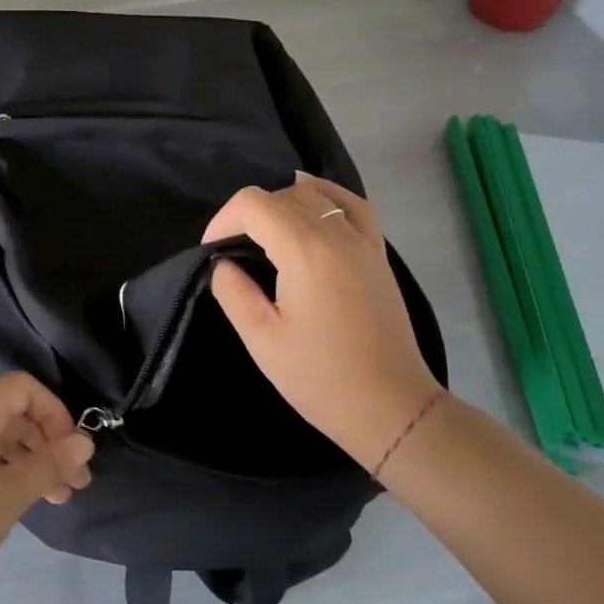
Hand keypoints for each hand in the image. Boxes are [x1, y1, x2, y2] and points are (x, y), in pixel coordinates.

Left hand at [0, 373, 94, 603]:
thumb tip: (84, 441)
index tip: (73, 452)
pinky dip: (1, 466)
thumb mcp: (9, 496)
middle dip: (46, 442)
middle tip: (73, 485)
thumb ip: (50, 463)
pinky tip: (15, 498)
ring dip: (27, 458)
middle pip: (10, 410)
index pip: (24, 388)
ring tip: (52, 498)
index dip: (55, 412)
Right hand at [204, 173, 442, 471]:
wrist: (391, 408)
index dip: (223, 219)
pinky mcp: (378, 255)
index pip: (253, 204)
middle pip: (281, 195)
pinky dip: (326, 196)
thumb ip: (233, 291)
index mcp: (305, 251)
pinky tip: (311, 203)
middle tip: (232, 251)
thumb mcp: (261, 339)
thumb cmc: (320, 378)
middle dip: (247, 214)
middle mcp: (337, 234)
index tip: (211, 251)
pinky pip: (352, 205)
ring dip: (281, 204)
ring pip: (314, 195)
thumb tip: (224, 263)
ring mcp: (364, 242)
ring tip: (265, 235)